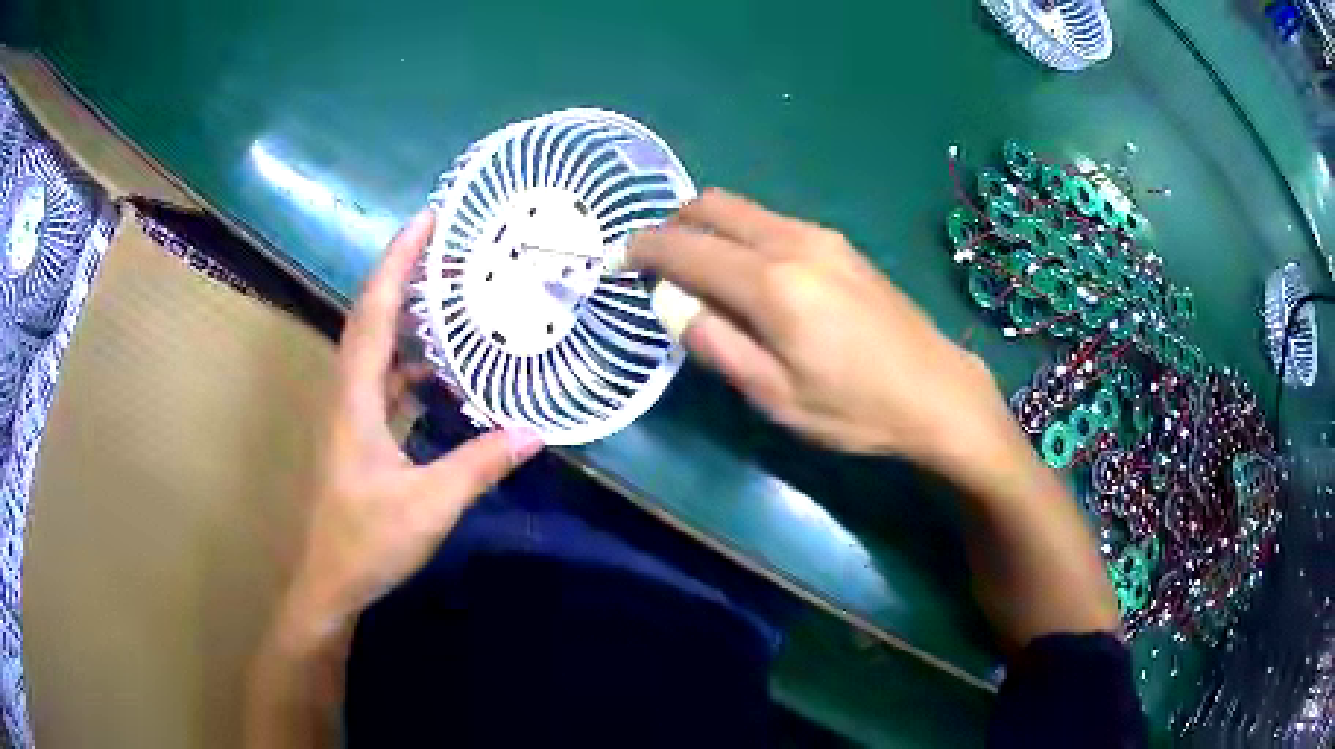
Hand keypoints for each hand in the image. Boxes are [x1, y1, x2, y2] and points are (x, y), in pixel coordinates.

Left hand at [279, 210, 542, 645]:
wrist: (330, 580)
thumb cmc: (368, 541)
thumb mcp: (430, 504)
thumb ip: (480, 464)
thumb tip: (534, 430)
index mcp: (355, 397)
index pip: (374, 310)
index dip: (398, 261)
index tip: (427, 218)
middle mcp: (348, 392)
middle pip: (372, 316)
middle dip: (405, 273)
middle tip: (448, 245)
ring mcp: (351, 413)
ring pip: (377, 346)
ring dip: (407, 314)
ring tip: (450, 293)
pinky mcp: (360, 433)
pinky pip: (385, 379)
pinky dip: (411, 361)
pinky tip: (441, 369)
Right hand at [629, 189, 1016, 471]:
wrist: (936, 392)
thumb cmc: (854, 408)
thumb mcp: (774, 395)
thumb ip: (715, 342)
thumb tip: (670, 301)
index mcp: (772, 284)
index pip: (687, 248)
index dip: (644, 249)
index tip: (619, 260)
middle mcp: (793, 242)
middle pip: (713, 205)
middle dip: (673, 223)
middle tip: (655, 259)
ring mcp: (821, 237)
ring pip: (744, 209)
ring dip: (708, 226)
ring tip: (697, 269)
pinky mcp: (840, 244)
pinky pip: (772, 221)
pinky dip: (742, 233)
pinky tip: (748, 272)